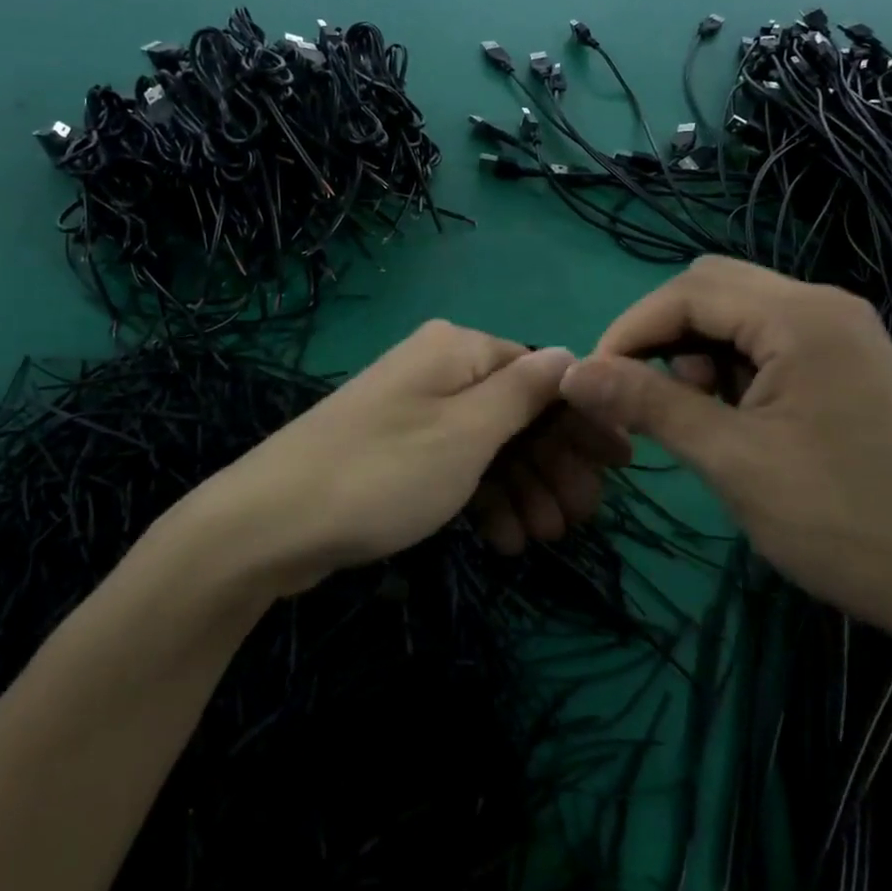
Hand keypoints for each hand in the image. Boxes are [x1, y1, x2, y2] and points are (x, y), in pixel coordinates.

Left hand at [179, 322, 628, 595]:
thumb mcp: (467, 432)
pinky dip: (484, 499)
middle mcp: (439, 370)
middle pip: (518, 412)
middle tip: (581, 519)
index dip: (582, 419)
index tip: (620, 467)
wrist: (271, 522)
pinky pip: (458, 467)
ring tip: (544, 540)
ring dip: (523, 490)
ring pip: (490, 446)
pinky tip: (503, 541)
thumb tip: (572, 353)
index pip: (542, 375)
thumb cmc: (383, 472)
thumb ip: (524, 392)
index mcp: (459, 350)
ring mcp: (416, 412)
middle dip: (554, 465)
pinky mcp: (398, 452)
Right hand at [559, 257, 891, 648]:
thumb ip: (648, 404)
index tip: (594, 380)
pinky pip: (766, 340)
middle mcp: (824, 305)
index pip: (688, 292)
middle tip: (640, 392)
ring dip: (697, 351)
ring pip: (737, 313)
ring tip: (696, 414)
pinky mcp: (846, 362)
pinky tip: (733, 415)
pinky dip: (730, 366)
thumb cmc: (840, 522)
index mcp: (803, 317)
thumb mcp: (731, 460)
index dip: (630, 329)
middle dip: (662, 334)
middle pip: (712, 288)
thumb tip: (573, 374)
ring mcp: (841, 333)